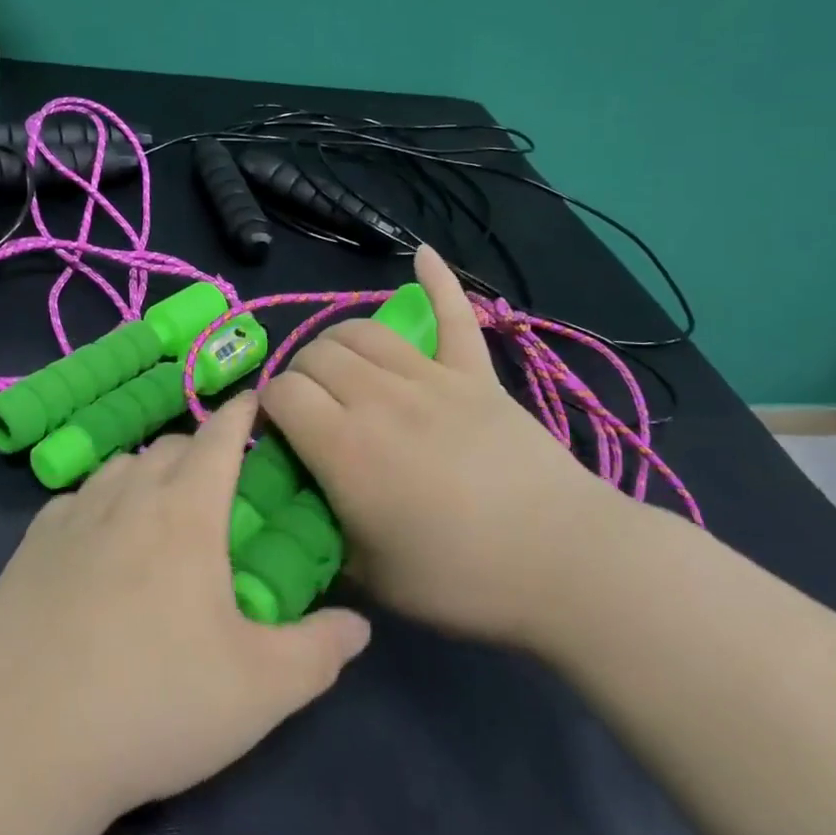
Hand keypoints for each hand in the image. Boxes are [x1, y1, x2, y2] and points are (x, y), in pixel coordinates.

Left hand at [0, 396, 370, 829]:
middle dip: (200, 451)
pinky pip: (75, 500)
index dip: (242, 415)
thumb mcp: (261, 690)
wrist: (22, 747)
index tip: (255, 403)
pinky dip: (100, 503)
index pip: (219, 438)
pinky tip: (98, 544)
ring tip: (160, 511)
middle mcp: (127, 497)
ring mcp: (71, 518)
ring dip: (148, 473)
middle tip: (218, 486)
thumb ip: (320, 650)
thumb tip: (360, 625)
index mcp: (185, 513)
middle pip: (169, 446)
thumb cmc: (154, 706)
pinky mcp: (29, 548)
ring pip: (119, 467)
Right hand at [261, 246, 630, 650]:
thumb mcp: (371, 578)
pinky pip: (454, 314)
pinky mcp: (477, 373)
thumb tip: (301, 508)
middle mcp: (379, 398)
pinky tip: (422, 255)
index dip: (268, 408)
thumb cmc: (462, 579)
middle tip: (311, 411)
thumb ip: (323, 535)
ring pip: (362, 330)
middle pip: (316, 354)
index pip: (282, 393)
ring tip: (342, 367)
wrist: (567, 563)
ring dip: (338, 342)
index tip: (278, 435)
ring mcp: (432, 378)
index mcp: (345, 448)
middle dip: (300, 375)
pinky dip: (437, 281)